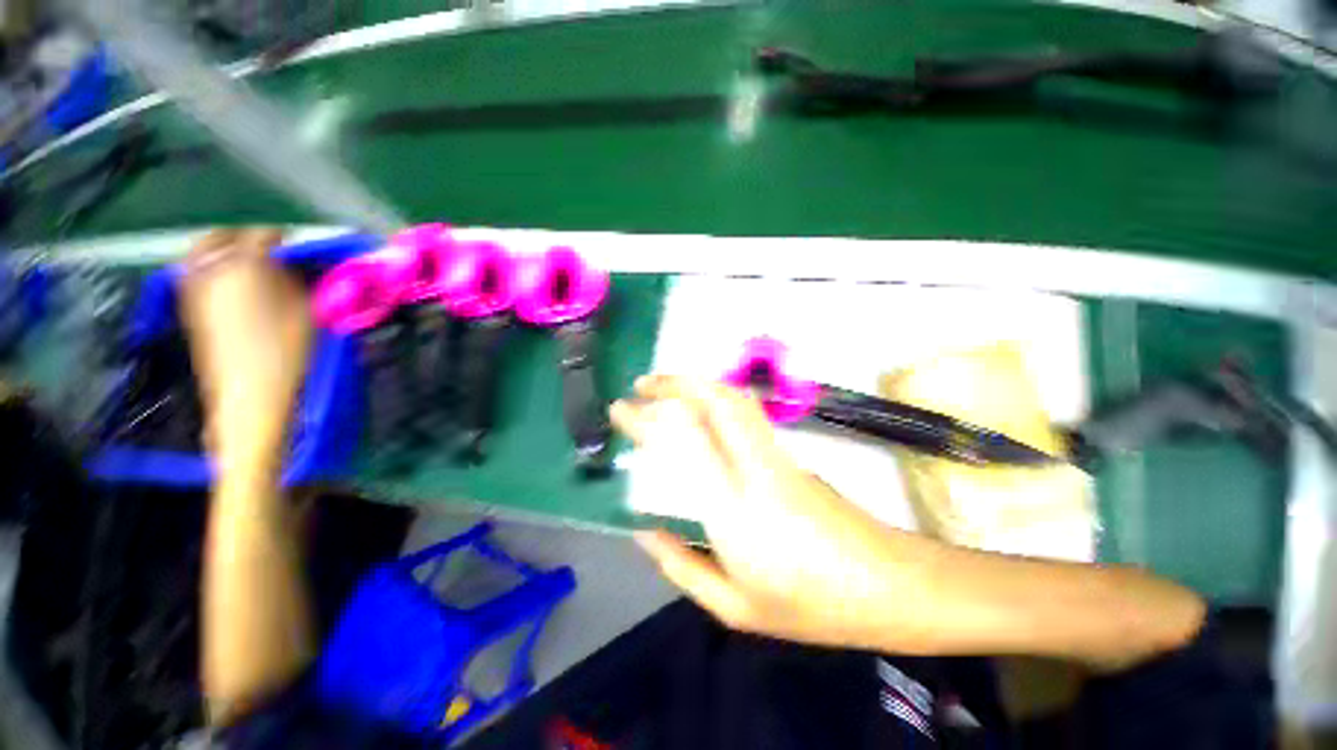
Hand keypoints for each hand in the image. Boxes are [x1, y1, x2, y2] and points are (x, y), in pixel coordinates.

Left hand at [180, 229, 312, 468]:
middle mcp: (212, 269)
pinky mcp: (190, 307)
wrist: (251, 394)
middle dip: (246, 236)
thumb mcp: (309, 311)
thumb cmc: (288, 351)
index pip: (264, 233)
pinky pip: (199, 273)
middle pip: (223, 235)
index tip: (301, 248)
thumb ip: (302, 280)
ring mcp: (195, 288)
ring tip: (252, 265)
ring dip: (228, 251)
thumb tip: (298, 263)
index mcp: (246, 265)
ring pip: (205, 251)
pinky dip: (215, 270)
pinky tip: (235, 286)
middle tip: (270, 249)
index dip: (285, 237)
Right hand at [611, 376, 942, 651]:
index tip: (620, 410)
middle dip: (674, 383)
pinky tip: (699, 409)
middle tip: (642, 384)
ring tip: (666, 388)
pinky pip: (745, 412)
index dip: (646, 418)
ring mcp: (777, 456)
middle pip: (716, 401)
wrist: (889, 585)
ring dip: (696, 383)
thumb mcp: (735, 607)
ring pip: (735, 399)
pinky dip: (715, 397)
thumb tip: (643, 530)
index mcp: (734, 511)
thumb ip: (681, 566)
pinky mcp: (790, 453)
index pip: (683, 442)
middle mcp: (755, 470)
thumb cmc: (811, 607)